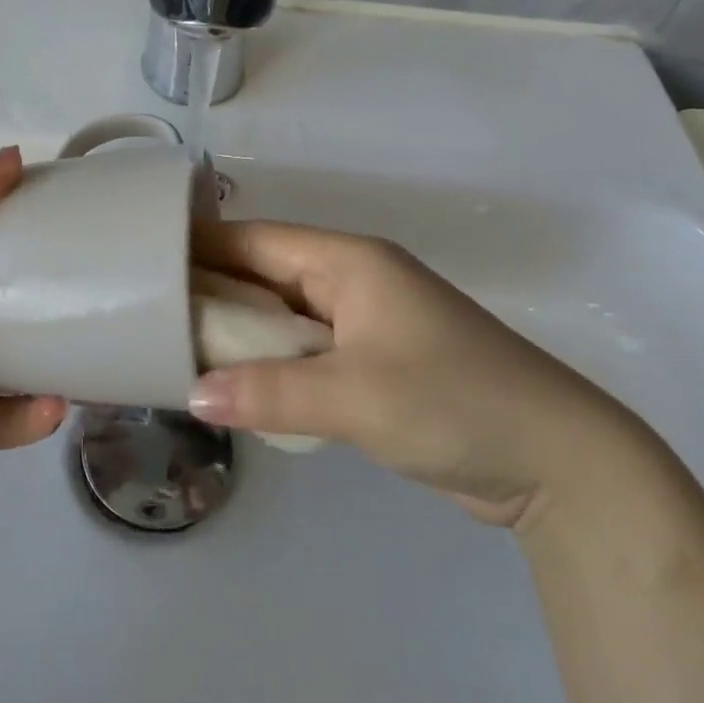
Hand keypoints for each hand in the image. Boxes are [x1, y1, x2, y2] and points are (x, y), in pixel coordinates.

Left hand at [0, 147, 67, 497]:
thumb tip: (17, 157)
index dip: (30, 217)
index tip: (78, 210)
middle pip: (17, 297)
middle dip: (58, 290)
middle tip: (101, 281)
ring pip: (24, 360)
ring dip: (59, 356)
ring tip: (94, 346)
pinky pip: (12, 418)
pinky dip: (36, 415)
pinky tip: (56, 405)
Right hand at [188, 220, 649, 526]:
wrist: (558, 462)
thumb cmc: (454, 402)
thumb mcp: (356, 396)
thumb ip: (269, 392)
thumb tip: (192, 395)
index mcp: (350, 262)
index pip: (257, 240)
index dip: (201, 248)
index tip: (146, 263)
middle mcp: (353, 281)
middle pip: (265, 275)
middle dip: (212, 294)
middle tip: (147, 313)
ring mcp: (365, 324)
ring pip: (283, 317)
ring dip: (239, 334)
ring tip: (176, 349)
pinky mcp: (374, 365)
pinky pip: (305, 353)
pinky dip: (270, 365)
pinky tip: (234, 385)